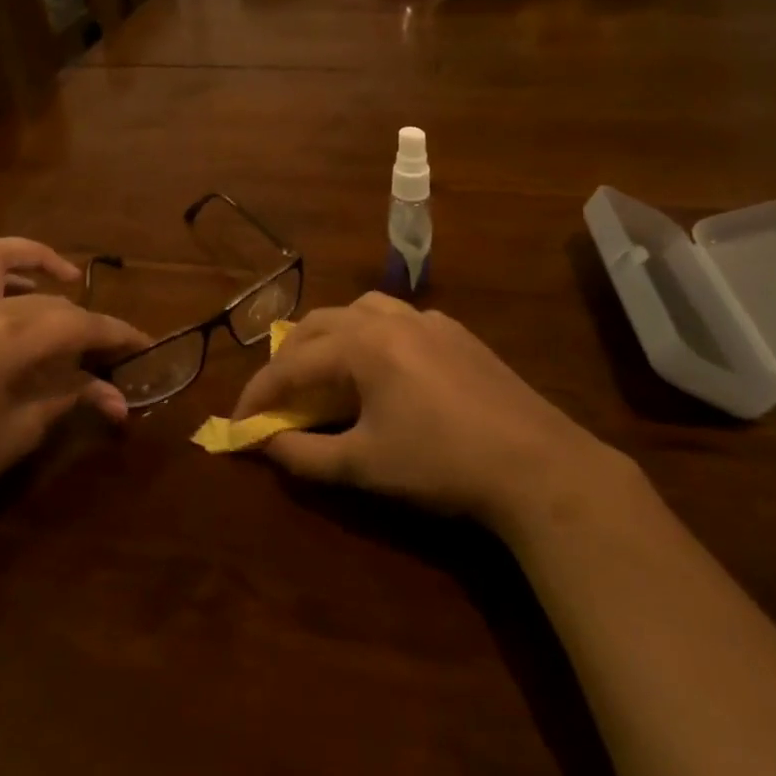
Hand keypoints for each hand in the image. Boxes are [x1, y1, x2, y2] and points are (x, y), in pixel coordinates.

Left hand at [0, 238, 149, 533]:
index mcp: (12, 339)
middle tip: (115, 356)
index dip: (119, 335)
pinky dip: (11, 263)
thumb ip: (70, 398)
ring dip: (50, 275)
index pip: (82, 326)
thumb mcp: (22, 431)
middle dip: (92, 327)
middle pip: (57, 306)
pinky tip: (28, 289)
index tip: (147, 346)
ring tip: (74, 293)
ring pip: (18, 269)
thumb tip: (118, 397)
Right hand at [233, 293, 622, 534]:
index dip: (259, 394)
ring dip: (329, 335)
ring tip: (323, 369)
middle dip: (289, 358)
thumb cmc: (441, 464)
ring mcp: (427, 320)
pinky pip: (397, 318)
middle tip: (276, 396)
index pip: (292, 364)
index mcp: (361, 344)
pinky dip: (370, 334)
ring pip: (359, 309)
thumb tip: (264, 445)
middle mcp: (389, 318)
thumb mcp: (363, 466)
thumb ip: (304, 455)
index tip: (238, 423)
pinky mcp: (456, 332)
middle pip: (319, 324)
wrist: (537, 465)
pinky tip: (382, 366)